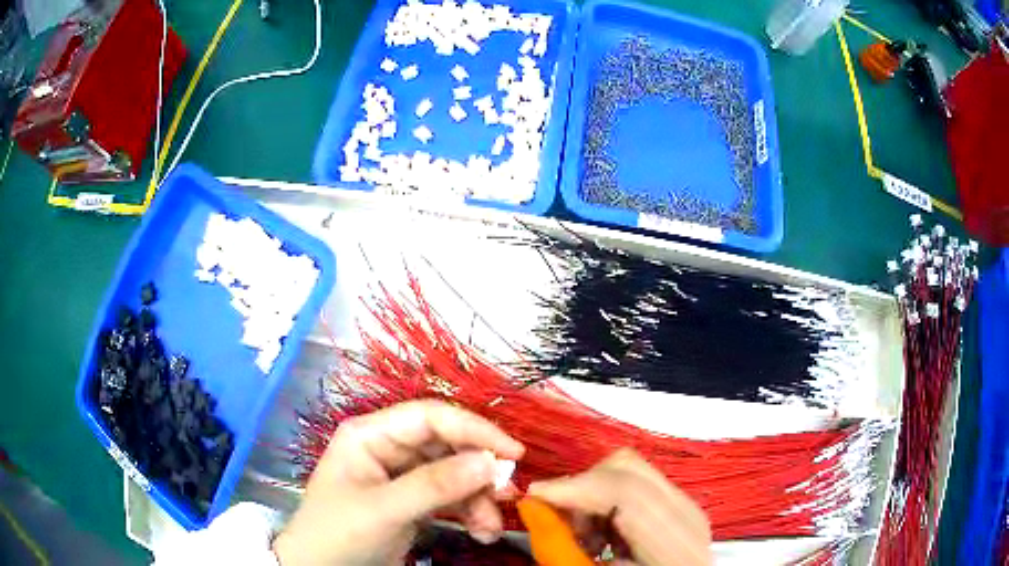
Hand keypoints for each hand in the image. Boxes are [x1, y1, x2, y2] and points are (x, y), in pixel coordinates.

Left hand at [273, 400, 524, 565]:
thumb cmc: (339, 533)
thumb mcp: (383, 510)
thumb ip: (435, 485)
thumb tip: (490, 463)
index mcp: (371, 435)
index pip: (429, 417)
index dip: (473, 429)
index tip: (513, 452)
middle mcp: (388, 448)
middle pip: (447, 446)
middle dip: (478, 471)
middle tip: (506, 494)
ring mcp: (402, 476)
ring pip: (454, 474)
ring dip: (478, 499)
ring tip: (490, 527)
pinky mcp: (412, 501)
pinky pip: (451, 498)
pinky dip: (470, 513)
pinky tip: (482, 532)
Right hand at [529, 449, 711, 565]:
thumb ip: (562, 547)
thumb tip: (532, 504)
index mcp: (673, 544)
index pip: (626, 491)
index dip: (574, 488)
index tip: (534, 496)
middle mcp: (687, 515)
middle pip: (628, 468)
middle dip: (581, 486)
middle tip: (558, 518)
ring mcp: (688, 506)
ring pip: (631, 469)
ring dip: (593, 492)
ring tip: (583, 532)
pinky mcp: (682, 504)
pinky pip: (639, 482)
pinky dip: (609, 499)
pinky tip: (603, 531)